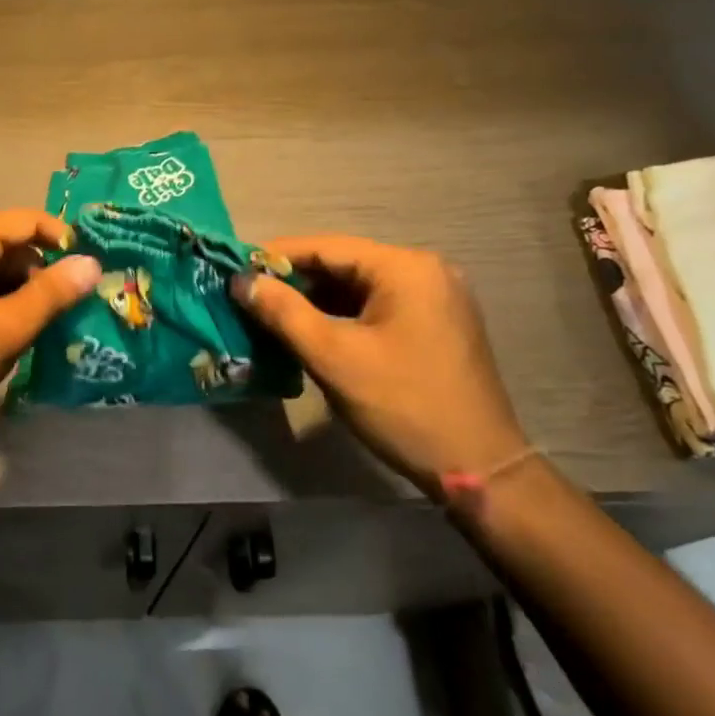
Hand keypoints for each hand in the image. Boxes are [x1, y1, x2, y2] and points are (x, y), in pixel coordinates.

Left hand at [0, 210, 102, 431]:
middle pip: (7, 244)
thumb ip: (51, 293)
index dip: (62, 238)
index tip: (88, 269)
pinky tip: (7, 337)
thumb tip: (91, 263)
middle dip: (41, 272)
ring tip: (41, 328)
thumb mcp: (6, 328)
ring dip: (19, 292)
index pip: (25, 220)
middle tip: (68, 308)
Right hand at [232, 235, 527, 494]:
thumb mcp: (333, 356)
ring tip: (271, 314)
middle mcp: (425, 271)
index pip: (327, 247)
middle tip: (249, 296)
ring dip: (316, 300)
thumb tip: (241, 281)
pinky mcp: (437, 324)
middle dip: (295, 281)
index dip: (277, 257)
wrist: (478, 467)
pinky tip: (311, 331)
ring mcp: (436, 298)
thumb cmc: (402, 404)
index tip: (236, 269)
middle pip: (344, 265)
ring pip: (359, 287)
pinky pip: (378, 307)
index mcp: (405, 268)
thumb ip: (283, 312)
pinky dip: (342, 316)